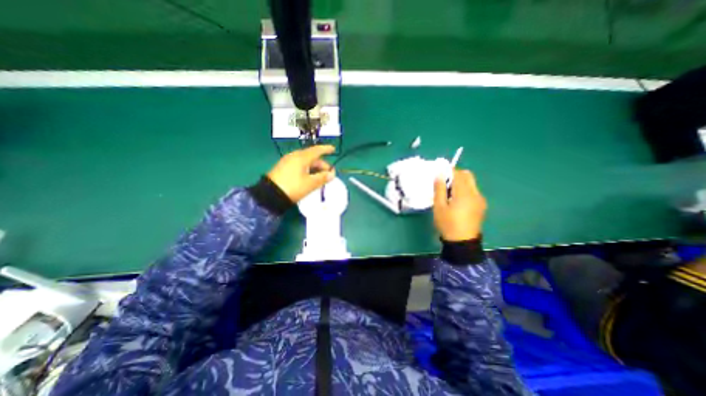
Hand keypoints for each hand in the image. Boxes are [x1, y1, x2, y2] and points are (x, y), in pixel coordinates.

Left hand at [269, 144, 337, 201]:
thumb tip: (332, 174)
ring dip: (315, 168)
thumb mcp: (310, 184)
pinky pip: (299, 165)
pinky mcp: (283, 167)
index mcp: (302, 157)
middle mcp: (294, 156)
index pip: (317, 150)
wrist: (270, 195)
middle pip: (312, 157)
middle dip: (322, 164)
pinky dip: (307, 169)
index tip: (333, 149)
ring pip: (305, 161)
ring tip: (320, 177)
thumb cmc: (293, 187)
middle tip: (329, 174)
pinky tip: (309, 177)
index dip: (326, 149)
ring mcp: (287, 161)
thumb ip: (322, 178)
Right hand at [433, 167, 489, 239]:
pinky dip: (465, 190)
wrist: (462, 242)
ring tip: (449, 194)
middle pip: (468, 176)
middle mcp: (475, 193)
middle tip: (444, 184)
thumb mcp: (439, 207)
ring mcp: (480, 199)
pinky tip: (457, 201)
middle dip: (456, 175)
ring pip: (471, 183)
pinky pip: (473, 191)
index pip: (458, 174)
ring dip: (460, 183)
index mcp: (464, 193)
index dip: (449, 171)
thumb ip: (439, 189)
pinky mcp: (481, 205)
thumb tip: (439, 174)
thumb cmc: (447, 224)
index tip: (440, 174)